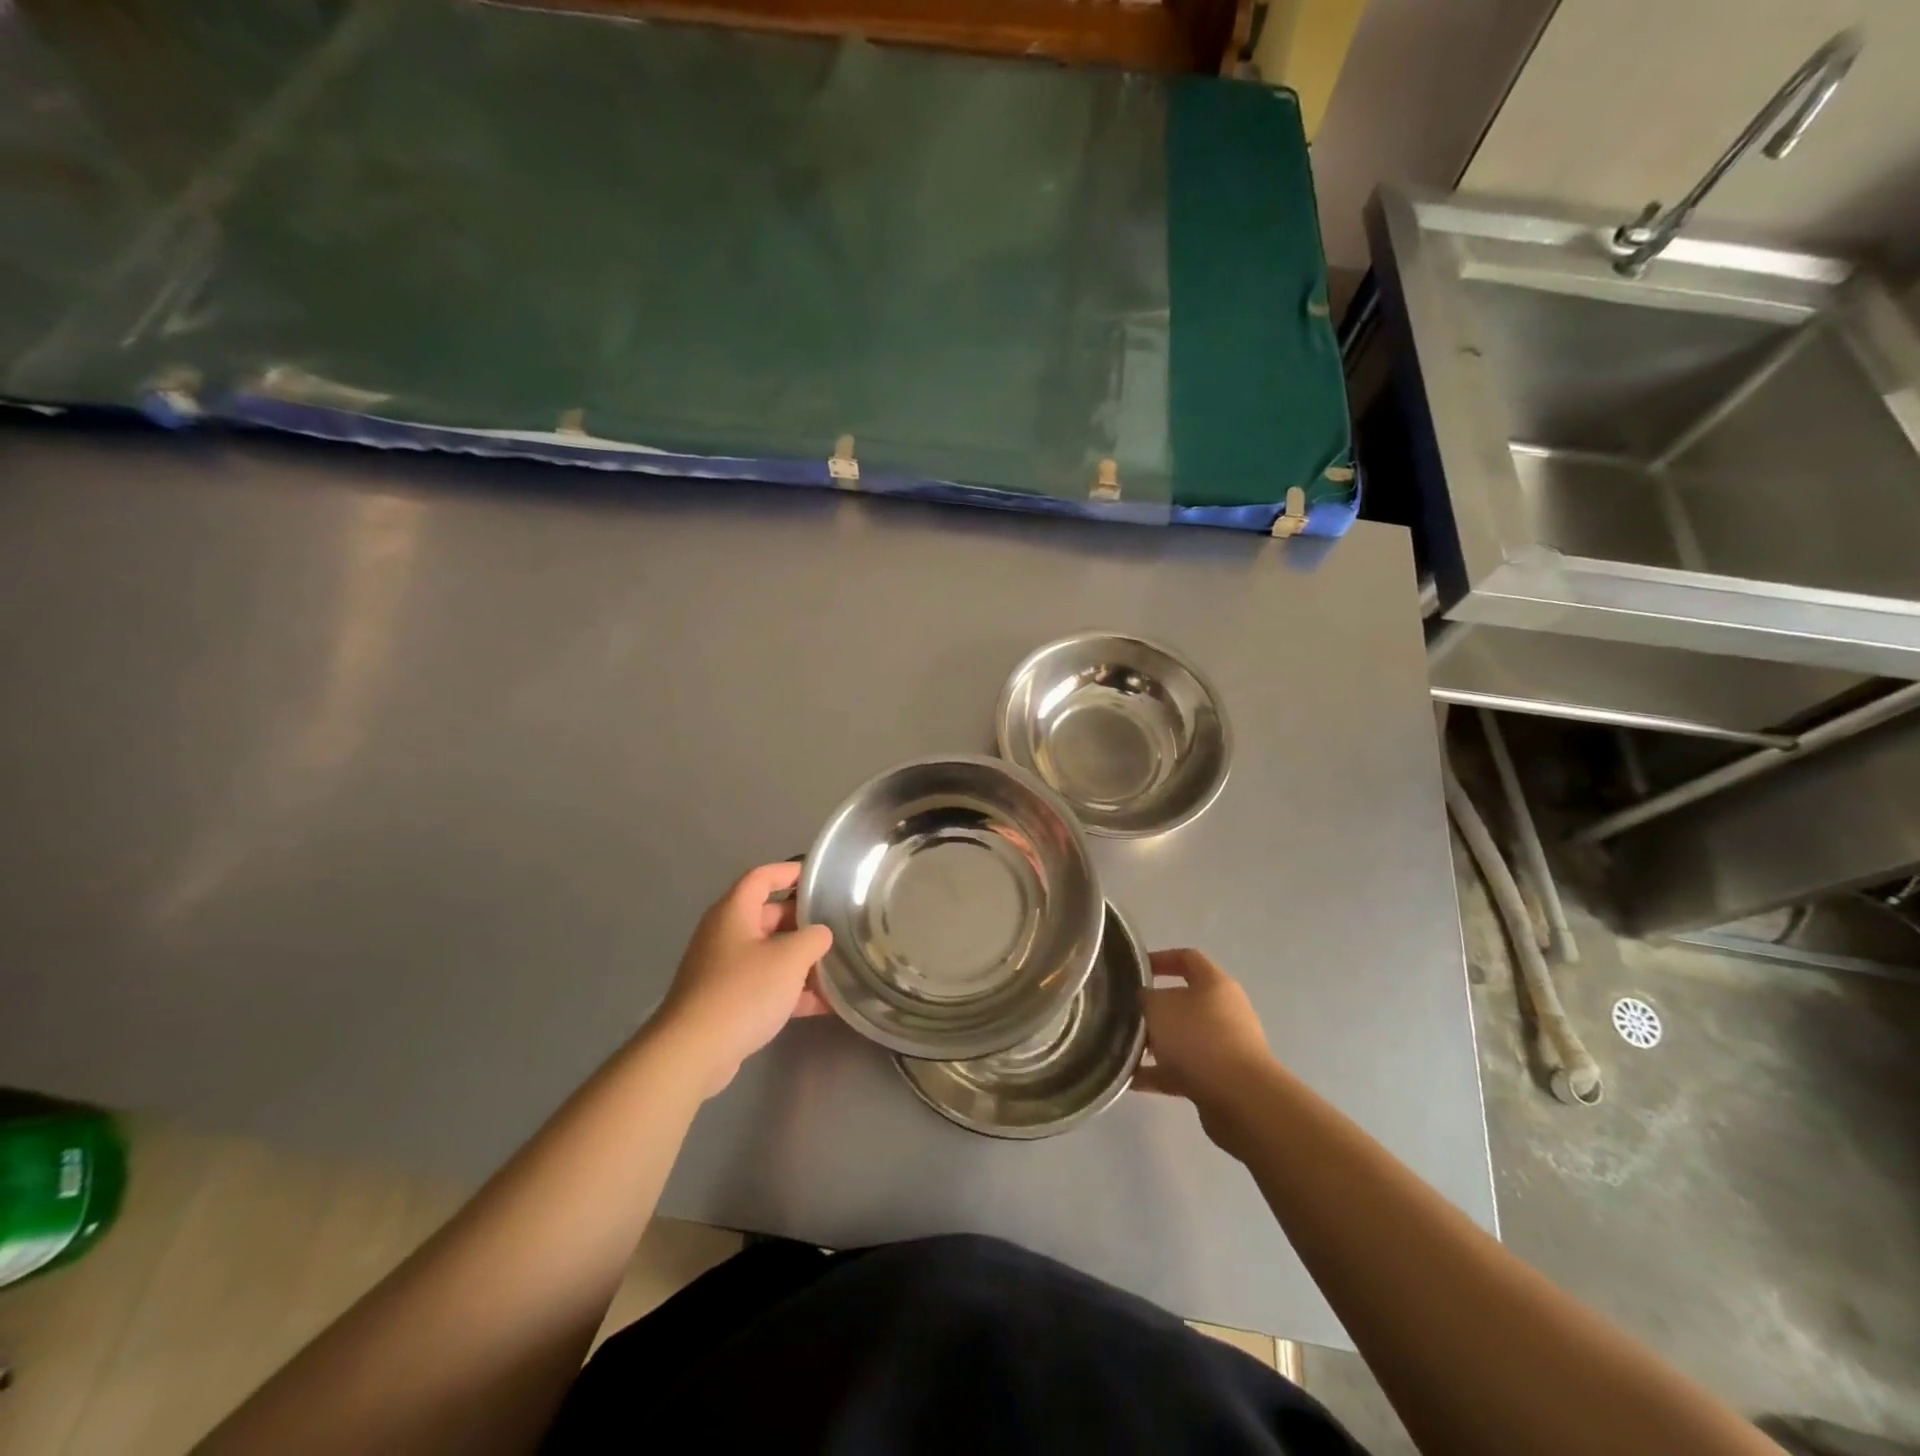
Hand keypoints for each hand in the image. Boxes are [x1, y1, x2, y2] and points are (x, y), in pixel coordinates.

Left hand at [650, 862, 833, 1098]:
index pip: (762, 877)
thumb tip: (821, 934)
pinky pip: (764, 985)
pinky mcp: (725, 1002)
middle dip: (803, 922)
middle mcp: (725, 934)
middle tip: (836, 926)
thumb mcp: (790, 958)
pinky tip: (824, 1004)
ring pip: (769, 954)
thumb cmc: (743, 991)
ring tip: (837, 966)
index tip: (819, 877)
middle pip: (768, 915)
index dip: (790, 872)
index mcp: (734, 912)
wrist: (693, 1052)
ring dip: (801, 960)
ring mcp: (723, 970)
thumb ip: (814, 938)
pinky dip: (791, 990)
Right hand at [1132, 948, 1275, 1148]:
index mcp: (1214, 984)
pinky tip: (1132, 1080)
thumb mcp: (1159, 1008)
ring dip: (1154, 1043)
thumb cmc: (1198, 1039)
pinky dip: (1160, 1073)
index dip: (1160, 959)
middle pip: (1183, 1001)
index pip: (1187, 958)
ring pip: (1182, 1037)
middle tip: (1125, 1015)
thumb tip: (1144, 999)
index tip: (1136, 970)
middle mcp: (1224, 1010)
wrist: (1241, 1099)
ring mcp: (1225, 1046)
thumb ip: (1145, 998)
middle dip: (1153, 1009)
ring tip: (1124, 1050)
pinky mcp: (1221, 1078)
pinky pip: (1184, 1069)